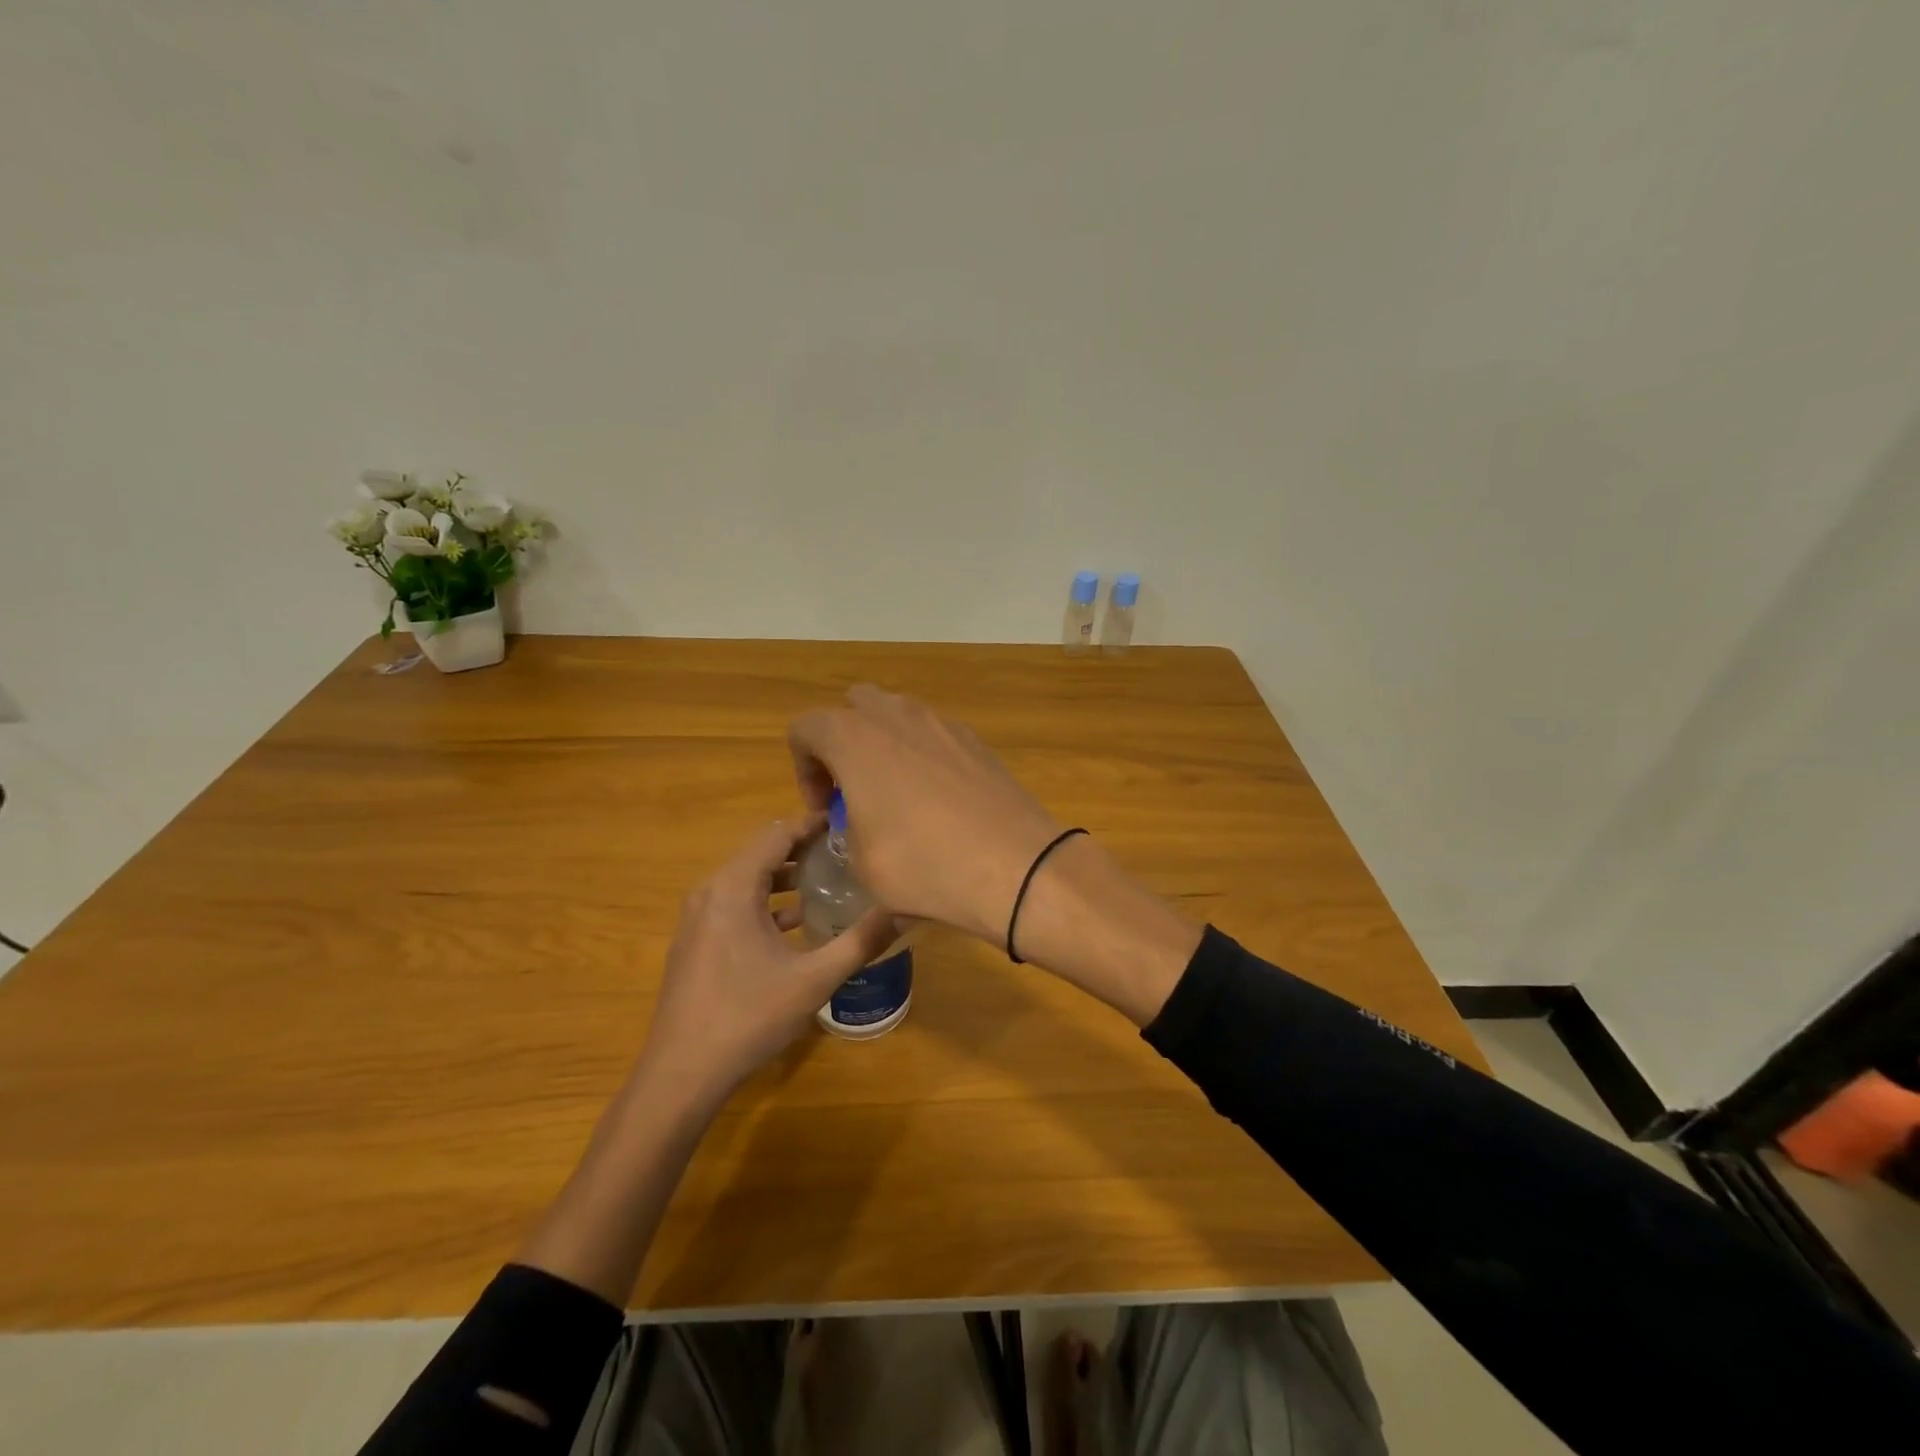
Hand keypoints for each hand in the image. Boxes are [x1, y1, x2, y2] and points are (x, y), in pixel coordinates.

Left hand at [637, 815, 896, 1108]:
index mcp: (732, 888)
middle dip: (804, 850)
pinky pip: (735, 905)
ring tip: (828, 883)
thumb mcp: (814, 979)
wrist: (680, 1074)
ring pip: (747, 881)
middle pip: (761, 853)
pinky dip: (766, 904)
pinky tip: (797, 925)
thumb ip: (860, 941)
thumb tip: (904, 912)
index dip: (812, 824)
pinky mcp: (696, 942)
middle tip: (846, 853)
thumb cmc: (747, 1017)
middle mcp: (710, 892)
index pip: (777, 834)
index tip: (848, 825)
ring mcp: (698, 918)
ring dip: (786, 878)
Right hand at [787, 686, 1064, 943]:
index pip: (806, 727)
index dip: (804, 769)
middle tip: (855, 789)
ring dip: (886, 745)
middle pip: (855, 706)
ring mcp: (942, 723)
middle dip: (845, 741)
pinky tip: (939, 801)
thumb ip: (848, 831)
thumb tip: (861, 826)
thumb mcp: (862, 864)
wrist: (1014, 865)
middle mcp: (896, 716)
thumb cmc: (922, 863)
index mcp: (854, 737)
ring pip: (899, 716)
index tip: (825, 809)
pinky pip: (935, 735)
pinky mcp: (976, 740)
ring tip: (897, 795)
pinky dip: (924, 756)